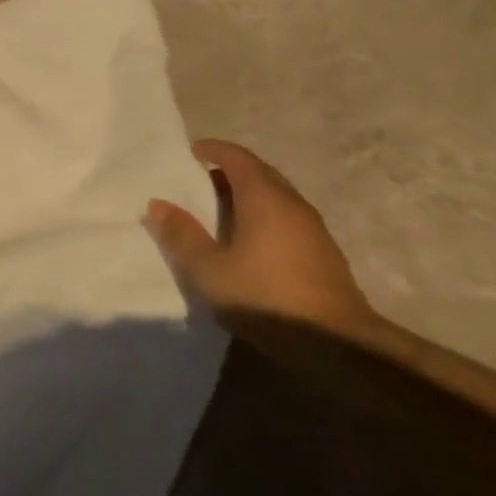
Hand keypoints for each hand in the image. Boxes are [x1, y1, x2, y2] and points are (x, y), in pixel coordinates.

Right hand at [144, 140, 377, 337]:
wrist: (336, 345)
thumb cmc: (264, 297)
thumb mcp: (208, 269)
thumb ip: (182, 234)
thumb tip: (158, 204)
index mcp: (264, 198)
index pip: (238, 157)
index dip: (213, 150)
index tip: (191, 153)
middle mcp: (292, 204)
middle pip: (259, 174)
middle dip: (229, 172)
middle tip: (199, 183)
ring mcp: (313, 229)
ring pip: (275, 197)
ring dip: (247, 196)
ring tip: (219, 213)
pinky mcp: (323, 254)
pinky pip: (286, 219)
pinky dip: (263, 217)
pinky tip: (248, 243)